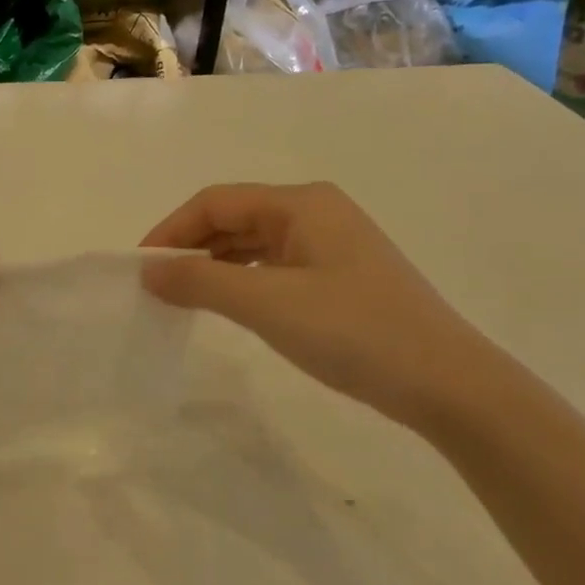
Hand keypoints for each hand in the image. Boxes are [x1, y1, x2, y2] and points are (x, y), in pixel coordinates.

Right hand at [141, 183, 488, 428]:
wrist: (445, 382)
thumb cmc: (353, 332)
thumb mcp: (267, 304)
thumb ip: (201, 282)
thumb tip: (148, 271)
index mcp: (301, 204)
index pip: (216, 202)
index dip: (171, 231)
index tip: (139, 269)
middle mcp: (316, 213)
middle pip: (235, 218)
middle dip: (191, 248)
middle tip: (156, 287)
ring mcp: (331, 245)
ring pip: (254, 244)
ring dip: (214, 266)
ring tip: (182, 298)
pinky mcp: (339, 277)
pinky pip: (274, 267)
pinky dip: (242, 281)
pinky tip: (229, 305)